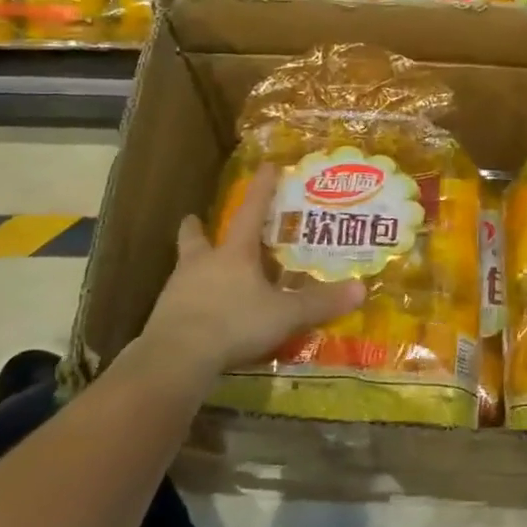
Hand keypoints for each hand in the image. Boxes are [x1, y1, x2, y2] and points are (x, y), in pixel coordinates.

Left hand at [129, 166, 363, 390]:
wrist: (175, 359)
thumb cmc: (234, 324)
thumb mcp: (284, 315)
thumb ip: (320, 303)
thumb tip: (361, 289)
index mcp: (233, 254)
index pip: (251, 212)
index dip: (261, 189)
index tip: (266, 166)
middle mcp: (202, 264)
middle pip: (196, 237)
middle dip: (197, 227)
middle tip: (197, 219)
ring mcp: (178, 290)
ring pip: (184, 267)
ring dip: (193, 264)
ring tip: (204, 270)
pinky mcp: (164, 318)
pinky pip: (179, 300)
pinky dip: (190, 300)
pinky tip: (200, 313)